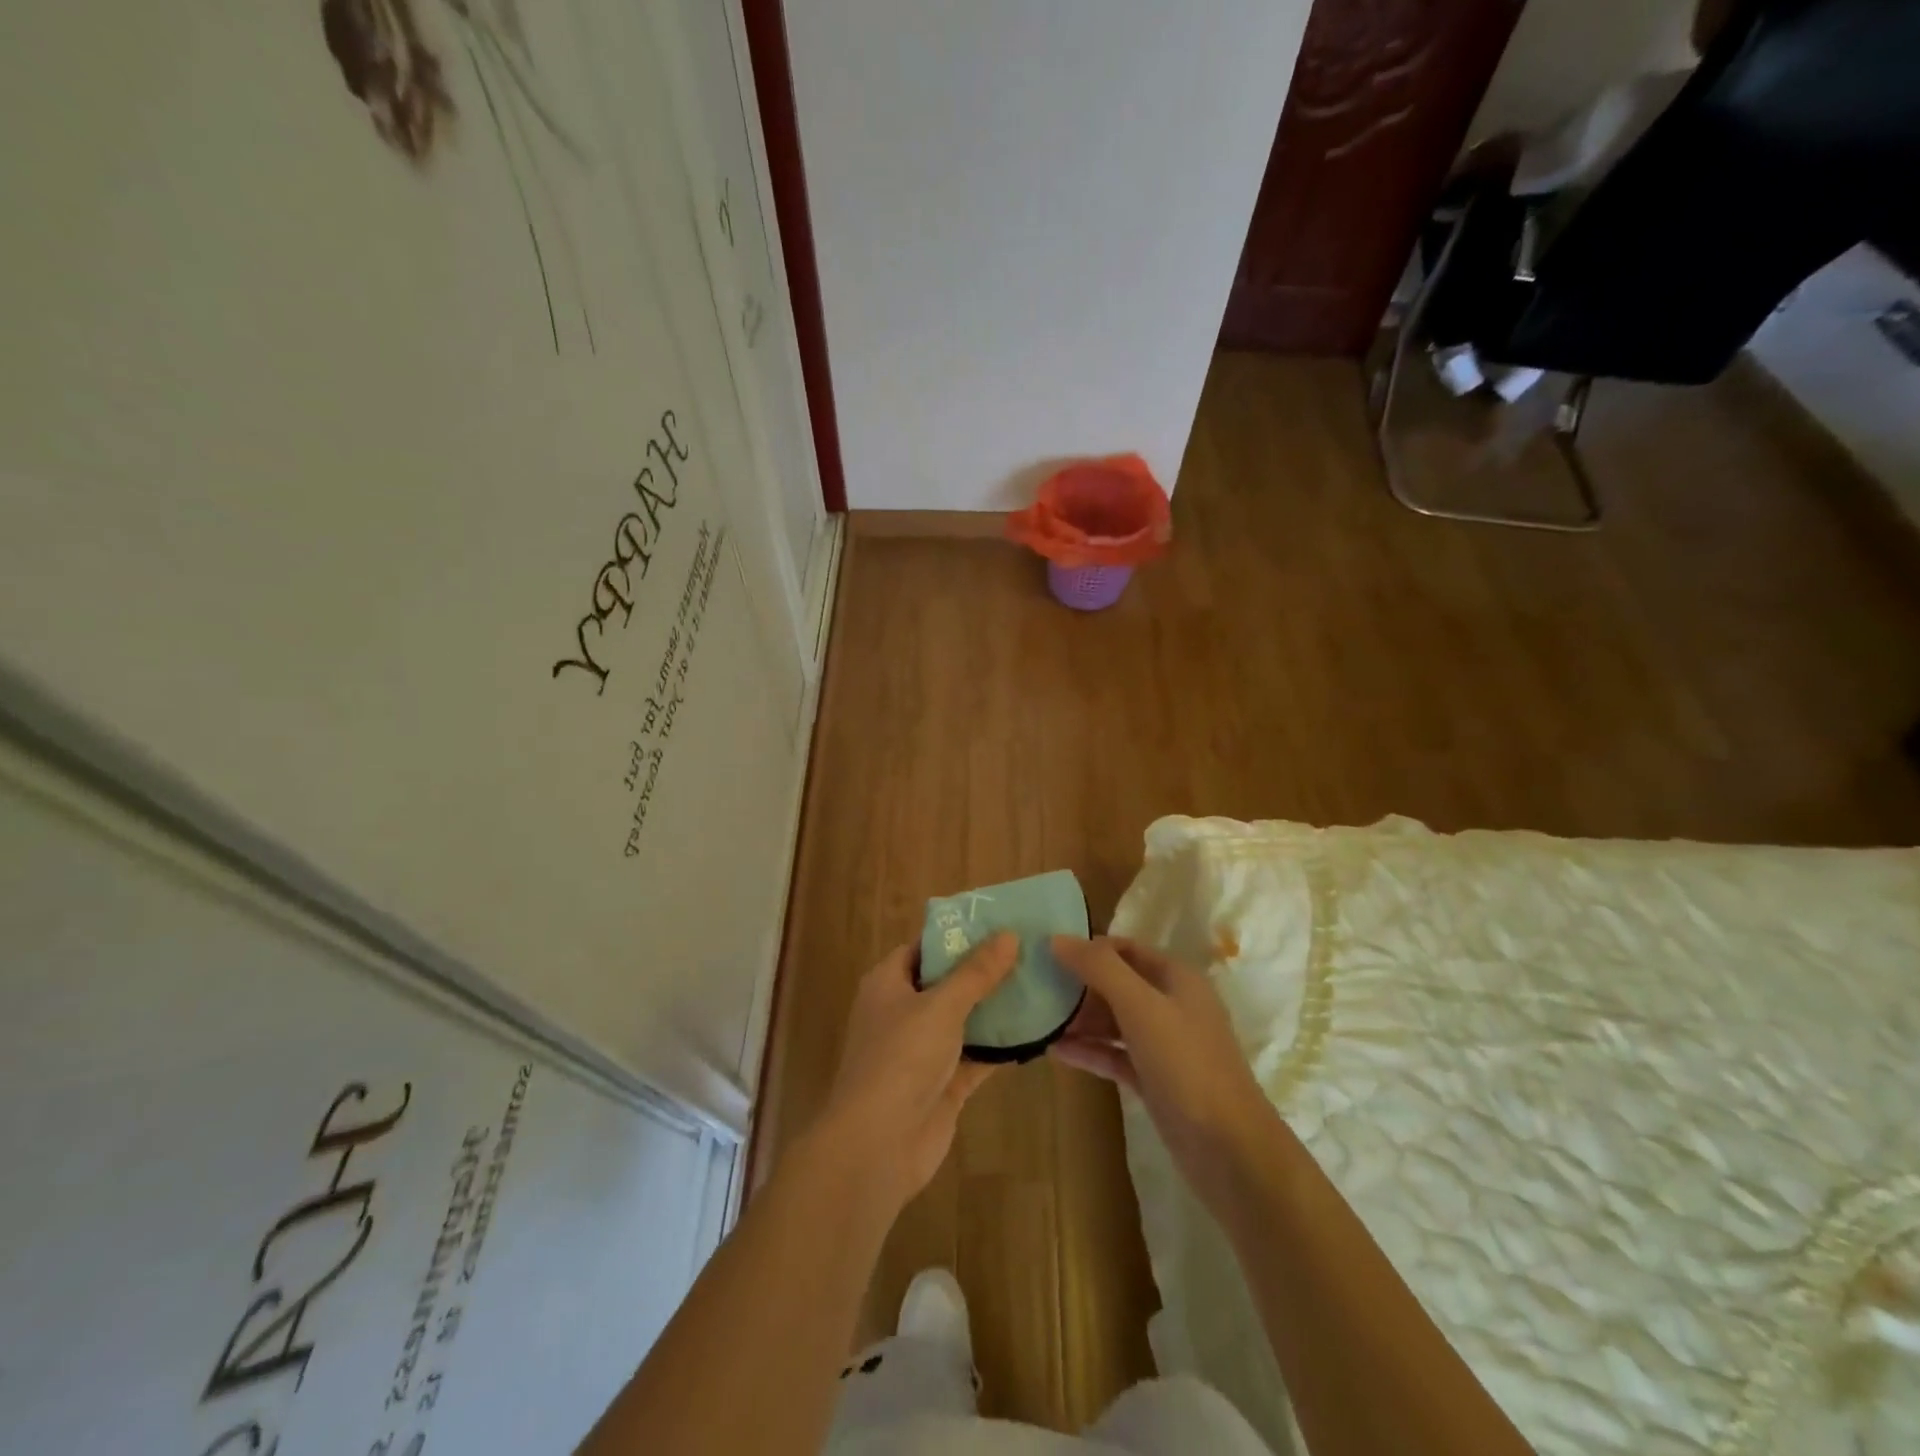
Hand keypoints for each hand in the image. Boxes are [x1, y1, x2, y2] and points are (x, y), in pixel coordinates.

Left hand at [813, 933, 1018, 1212]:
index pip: (923, 947)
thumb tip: (1008, 934)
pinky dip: (1000, 1047)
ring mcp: (922, 1051)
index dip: (955, 934)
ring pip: (963, 1020)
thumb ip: (976, 972)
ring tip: (1038, 983)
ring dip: (995, 1008)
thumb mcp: (940, 1006)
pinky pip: (976, 1056)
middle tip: (1027, 950)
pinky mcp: (942, 1084)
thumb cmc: (900, 1059)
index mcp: (888, 984)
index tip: (996, 923)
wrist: (878, 1146)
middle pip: (946, 982)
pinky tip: (1035, 1032)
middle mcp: (902, 1012)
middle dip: (982, 970)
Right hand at [1048, 936, 1280, 1208]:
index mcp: (1176, 979)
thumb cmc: (1186, 1064)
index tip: (1049, 954)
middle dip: (1080, 985)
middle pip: (1118, 984)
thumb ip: (1099, 968)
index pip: (1126, 949)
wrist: (1228, 1149)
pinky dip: (1089, 1051)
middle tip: (1038, 989)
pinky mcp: (1155, 1080)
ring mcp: (1164, 1046)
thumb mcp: (1141, 1006)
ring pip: (1115, 1021)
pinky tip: (1056, 1051)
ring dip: (1081, 1019)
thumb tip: (1057, 938)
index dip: (1090, 948)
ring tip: (1040, 1020)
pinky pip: (1115, 1055)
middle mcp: (1172, 1006)